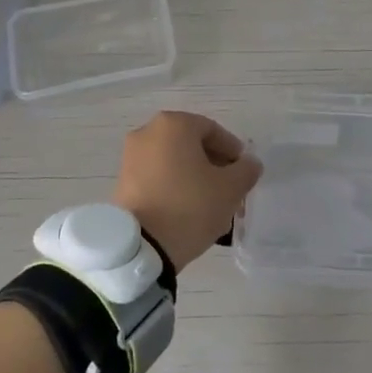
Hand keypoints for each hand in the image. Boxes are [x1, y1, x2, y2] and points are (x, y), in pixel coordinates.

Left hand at [114, 111, 262, 271]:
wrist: (141, 247)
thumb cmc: (190, 206)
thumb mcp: (230, 188)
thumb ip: (246, 170)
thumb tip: (249, 163)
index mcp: (174, 124)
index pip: (213, 130)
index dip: (233, 151)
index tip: (243, 173)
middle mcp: (147, 132)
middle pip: (191, 144)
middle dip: (213, 164)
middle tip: (229, 189)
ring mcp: (131, 157)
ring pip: (174, 161)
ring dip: (194, 176)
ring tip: (210, 203)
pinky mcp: (122, 181)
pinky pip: (156, 176)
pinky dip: (174, 186)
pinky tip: (187, 210)